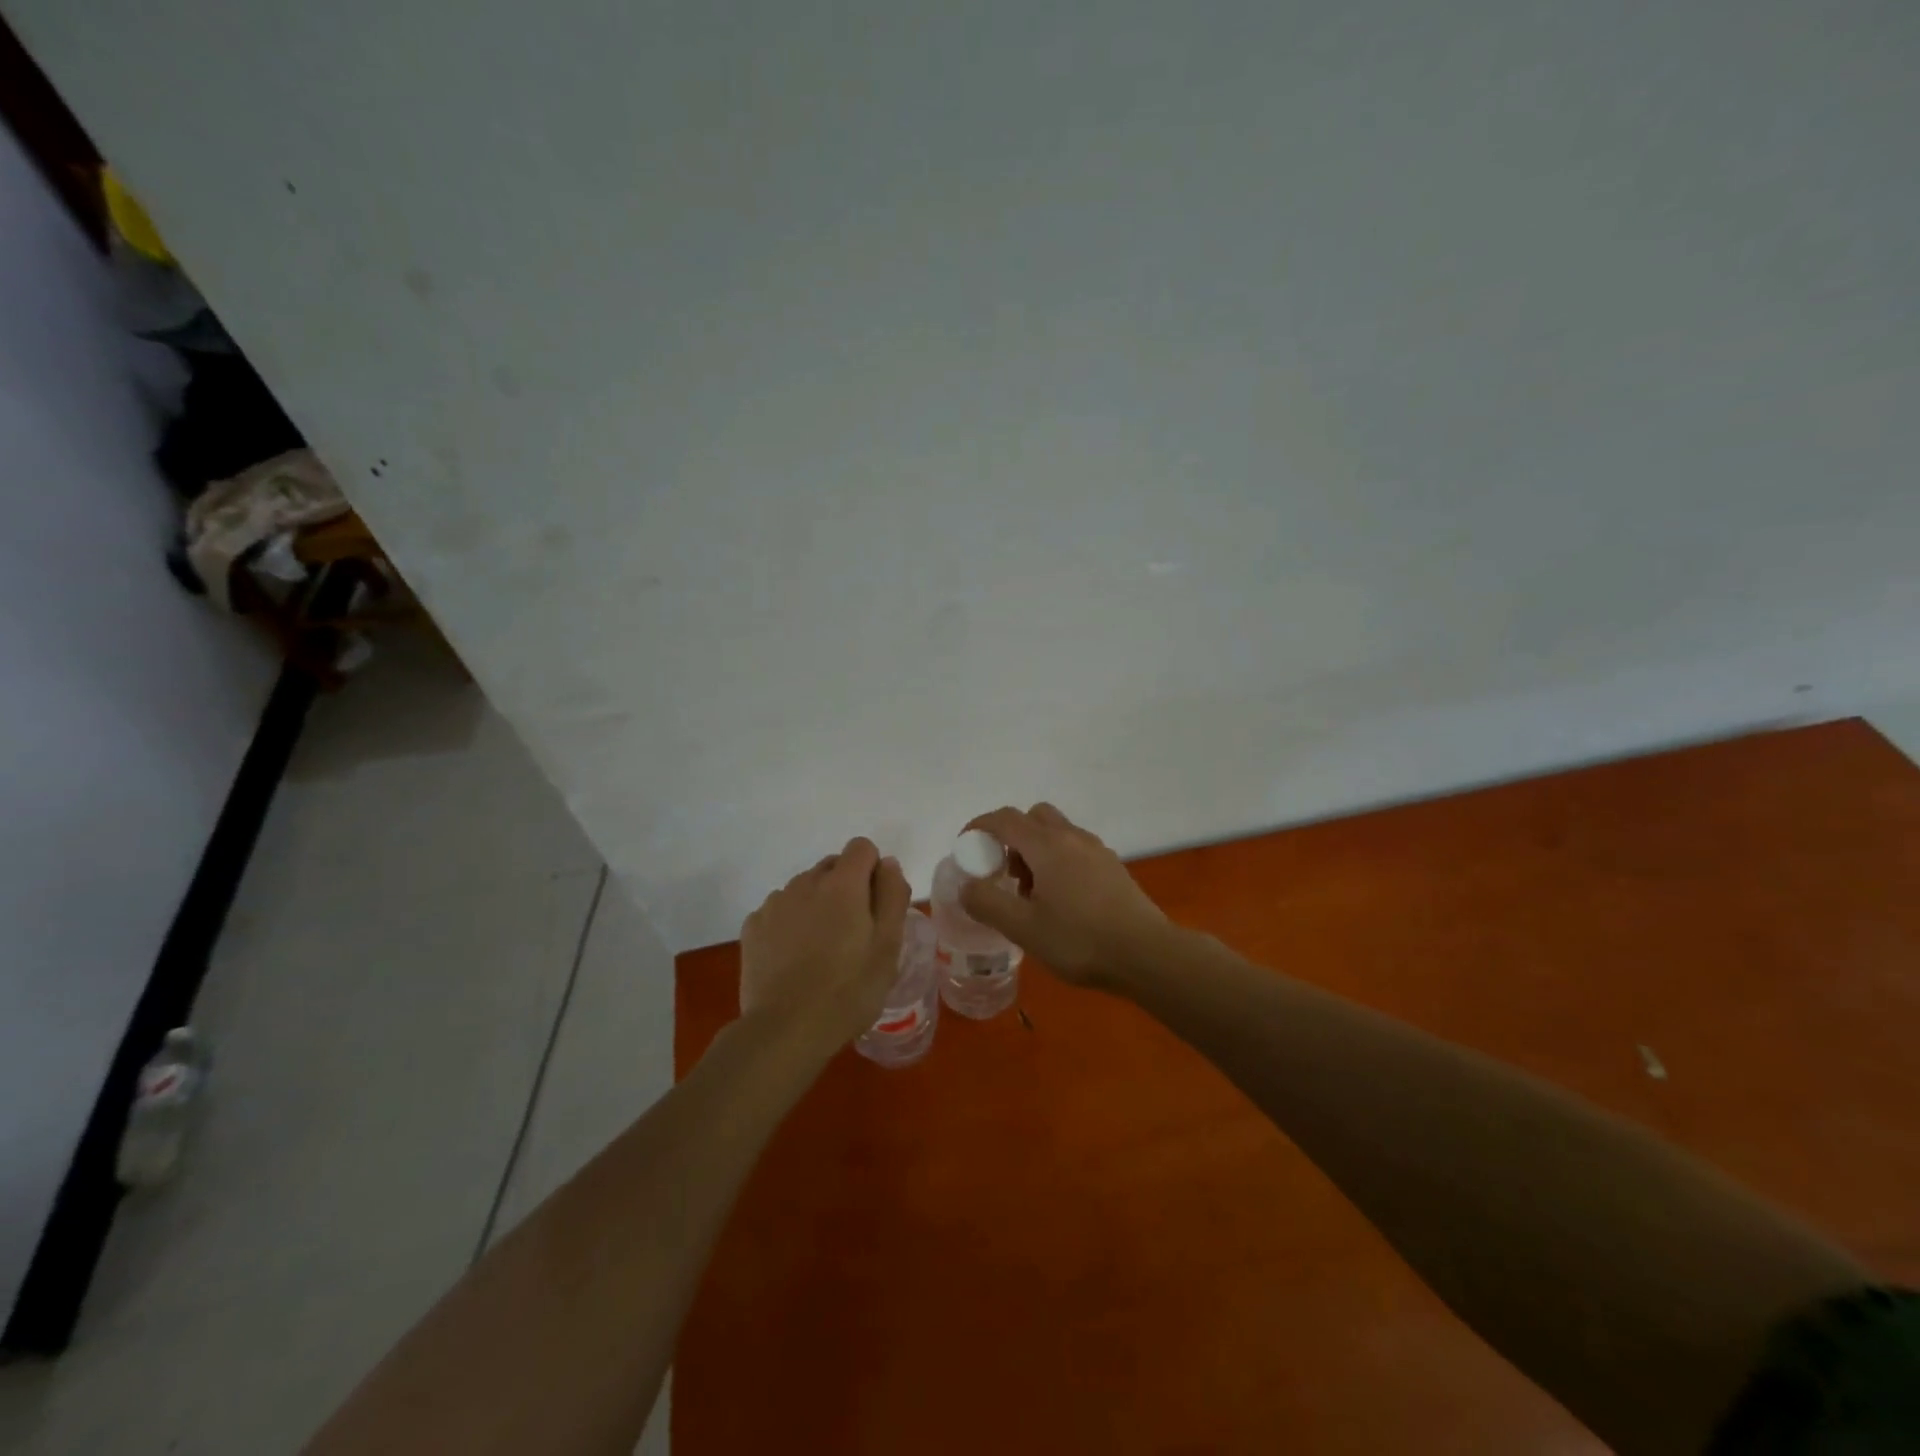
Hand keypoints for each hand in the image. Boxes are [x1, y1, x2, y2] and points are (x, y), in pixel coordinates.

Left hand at [740, 837, 910, 1051]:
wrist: (784, 1030)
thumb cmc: (848, 990)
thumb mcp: (888, 946)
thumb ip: (893, 896)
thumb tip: (888, 864)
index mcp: (843, 884)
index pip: (862, 847)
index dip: (873, 871)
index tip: (876, 907)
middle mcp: (805, 882)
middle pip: (832, 866)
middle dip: (846, 888)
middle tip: (853, 934)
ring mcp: (774, 903)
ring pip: (805, 888)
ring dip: (817, 905)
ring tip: (822, 951)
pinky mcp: (752, 926)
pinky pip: (780, 910)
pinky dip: (790, 924)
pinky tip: (794, 960)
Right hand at [959, 804, 1167, 987]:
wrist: (1147, 955)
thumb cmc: (1080, 940)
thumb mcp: (1023, 928)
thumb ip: (988, 903)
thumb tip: (967, 886)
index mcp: (1048, 845)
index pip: (1005, 819)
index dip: (980, 827)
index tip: (966, 847)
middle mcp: (1073, 837)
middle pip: (1033, 817)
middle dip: (1011, 837)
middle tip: (1005, 873)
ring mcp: (1097, 850)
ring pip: (1057, 833)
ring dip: (1036, 850)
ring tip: (1032, 894)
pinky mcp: (1113, 867)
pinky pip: (1076, 849)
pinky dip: (1058, 861)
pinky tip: (1062, 901)